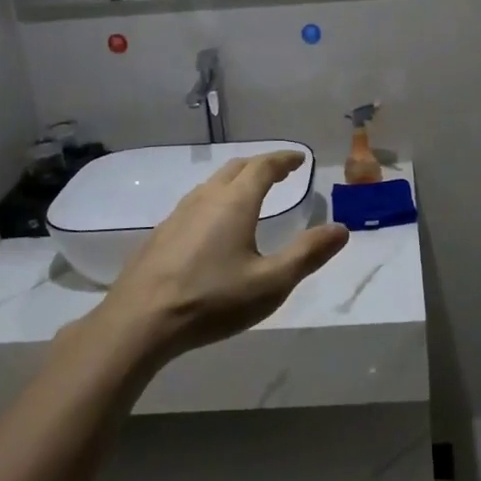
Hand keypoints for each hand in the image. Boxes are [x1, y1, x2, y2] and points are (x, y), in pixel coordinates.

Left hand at [95, 152, 348, 359]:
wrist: (139, 321)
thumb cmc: (212, 299)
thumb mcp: (271, 283)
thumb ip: (308, 254)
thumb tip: (341, 229)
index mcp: (235, 202)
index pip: (263, 166)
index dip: (283, 160)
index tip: (299, 158)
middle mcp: (206, 198)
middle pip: (236, 168)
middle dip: (261, 165)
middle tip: (279, 171)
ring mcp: (179, 214)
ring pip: (213, 184)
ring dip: (236, 181)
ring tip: (251, 193)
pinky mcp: (161, 234)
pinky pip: (196, 203)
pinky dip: (216, 199)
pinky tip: (215, 224)